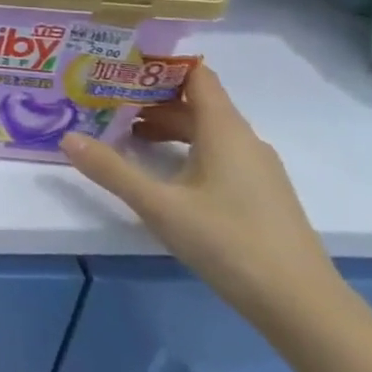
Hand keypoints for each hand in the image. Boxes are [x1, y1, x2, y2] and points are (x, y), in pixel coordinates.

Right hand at [61, 67, 344, 332]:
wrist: (304, 309)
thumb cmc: (230, 243)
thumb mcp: (159, 206)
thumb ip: (111, 170)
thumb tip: (67, 137)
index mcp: (225, 130)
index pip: (195, 75)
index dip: (159, 64)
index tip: (117, 62)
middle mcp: (244, 140)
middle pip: (195, 103)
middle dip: (150, 98)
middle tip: (105, 99)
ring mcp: (257, 169)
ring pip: (205, 131)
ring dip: (165, 127)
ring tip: (123, 134)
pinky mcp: (260, 195)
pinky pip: (217, 154)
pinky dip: (184, 149)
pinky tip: (160, 172)